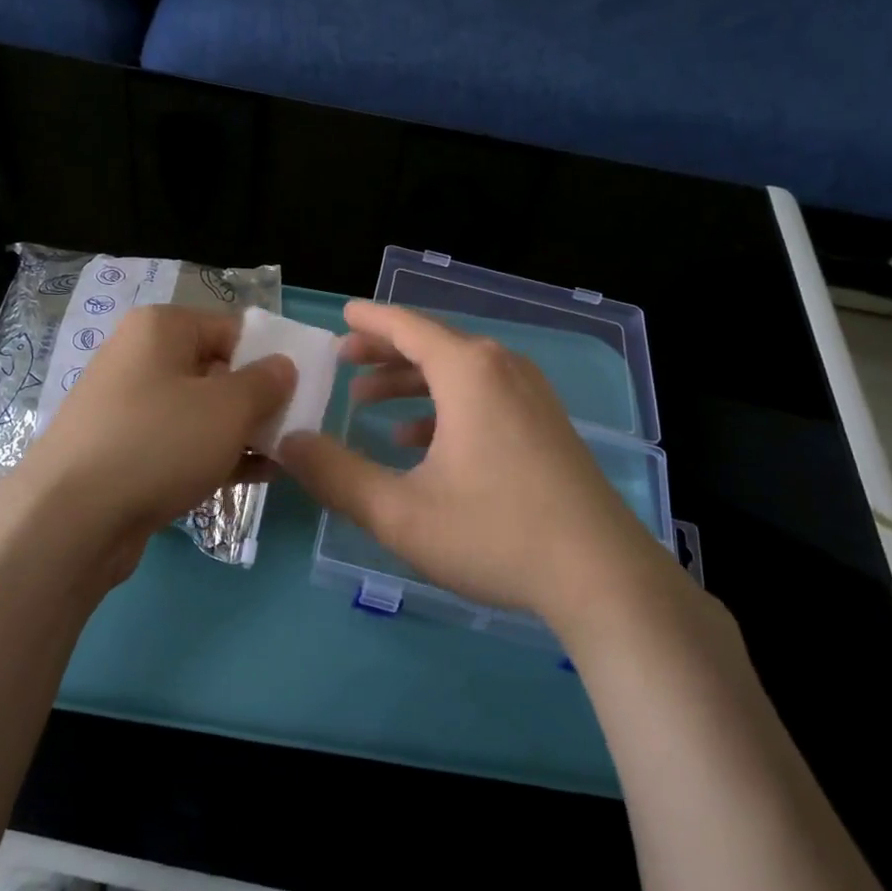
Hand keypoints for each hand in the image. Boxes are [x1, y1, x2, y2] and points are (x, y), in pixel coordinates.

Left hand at [15, 304, 296, 567]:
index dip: (271, 356)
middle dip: (258, 400)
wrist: (70, 519)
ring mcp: (128, 409)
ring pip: (200, 412)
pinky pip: (180, 445)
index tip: (303, 389)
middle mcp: (140, 359)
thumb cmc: (158, 442)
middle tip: (296, 427)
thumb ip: (266, 382)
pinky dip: (215, 456)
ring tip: (284, 456)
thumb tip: (283, 366)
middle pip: (216, 370)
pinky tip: (256, 477)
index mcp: (160, 329)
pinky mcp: (124, 453)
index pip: (232, 328)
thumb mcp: (228, 408)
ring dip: (242, 432)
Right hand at [280, 301, 666, 624]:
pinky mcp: (547, 425)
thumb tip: (288, 444)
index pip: (407, 326)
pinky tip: (420, 440)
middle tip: (342, 360)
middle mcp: (502, 369)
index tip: (342, 314)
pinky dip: (446, 406)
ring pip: (459, 372)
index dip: (370, 320)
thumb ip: (336, 474)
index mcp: (468, 371)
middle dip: (384, 352)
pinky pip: (485, 396)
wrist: (603, 576)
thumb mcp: (399, 511)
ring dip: (411, 382)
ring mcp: (532, 396)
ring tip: (369, 402)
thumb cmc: (494, 533)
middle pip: (433, 344)